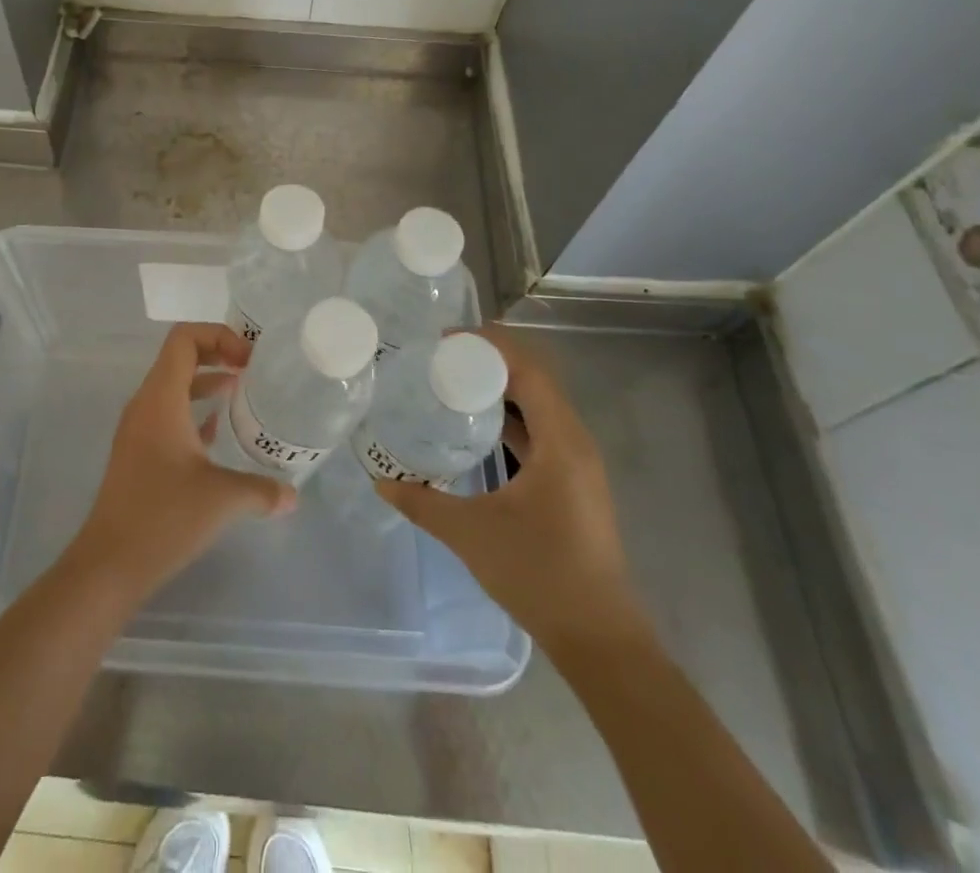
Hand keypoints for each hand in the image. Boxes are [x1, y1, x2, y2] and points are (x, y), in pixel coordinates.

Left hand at [65, 323, 294, 600]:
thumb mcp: (222, 498)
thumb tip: (292, 495)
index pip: (184, 338)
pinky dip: (194, 411)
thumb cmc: (163, 517)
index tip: (250, 360)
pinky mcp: (138, 452)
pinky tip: (218, 434)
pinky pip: (168, 414)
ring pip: (174, 387)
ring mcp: (138, 428)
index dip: (219, 336)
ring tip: (243, 395)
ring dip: (207, 383)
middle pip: (180, 357)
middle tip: (253, 370)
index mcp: (161, 397)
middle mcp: (146, 403)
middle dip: (218, 355)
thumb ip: (262, 490)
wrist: (109, 563)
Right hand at [376, 326, 648, 662]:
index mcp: (561, 442)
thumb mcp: (470, 533)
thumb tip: (381, 481)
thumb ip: (422, 502)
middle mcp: (575, 442)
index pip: (528, 370)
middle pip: (534, 379)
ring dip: (499, 388)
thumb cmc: (539, 575)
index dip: (489, 346)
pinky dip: (509, 416)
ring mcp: (577, 464)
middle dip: (489, 361)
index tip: (444, 341)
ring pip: (538, 405)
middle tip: (439, 358)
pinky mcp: (572, 482)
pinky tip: (475, 426)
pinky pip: (540, 430)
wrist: (598, 639)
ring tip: (450, 382)